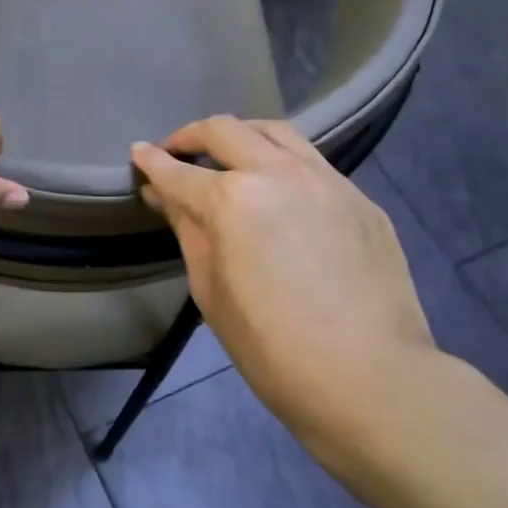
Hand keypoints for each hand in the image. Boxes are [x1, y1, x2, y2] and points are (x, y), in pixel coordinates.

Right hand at [131, 117, 435, 452]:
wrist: (369, 376)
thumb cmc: (270, 347)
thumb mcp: (210, 291)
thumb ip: (189, 232)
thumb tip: (168, 197)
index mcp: (231, 201)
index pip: (178, 172)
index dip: (151, 163)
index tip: (138, 154)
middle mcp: (277, 173)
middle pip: (225, 131)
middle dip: (190, 135)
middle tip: (175, 151)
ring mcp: (326, 180)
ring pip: (275, 131)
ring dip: (241, 135)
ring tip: (227, 153)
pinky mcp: (359, 197)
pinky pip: (312, 162)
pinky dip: (282, 161)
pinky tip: (278, 189)